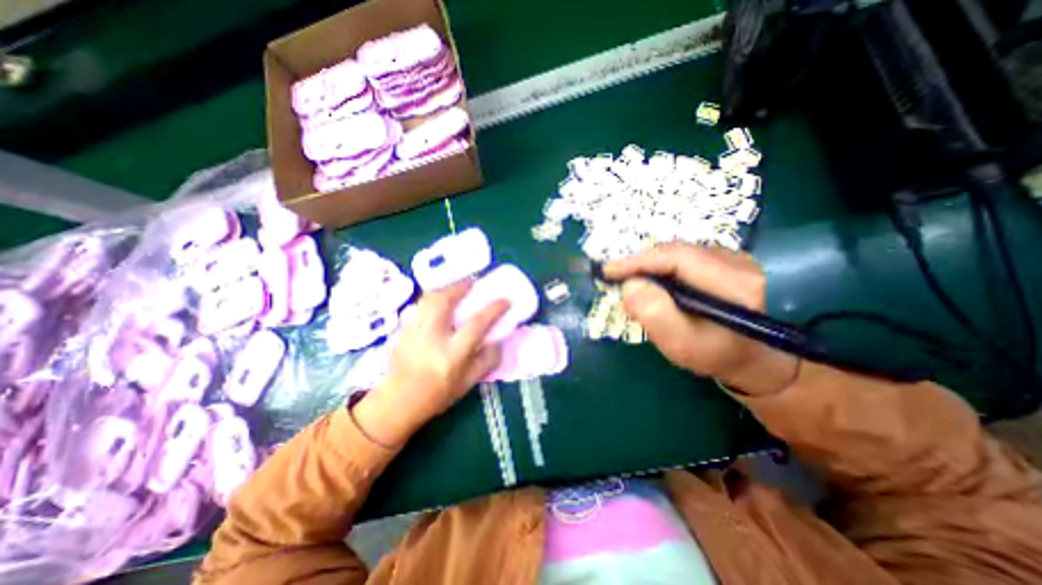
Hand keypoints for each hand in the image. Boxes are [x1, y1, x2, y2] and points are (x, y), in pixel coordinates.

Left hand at [352, 282, 510, 444]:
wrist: (398, 402)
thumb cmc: (437, 395)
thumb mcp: (468, 383)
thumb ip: (486, 361)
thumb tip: (498, 342)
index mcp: (453, 353)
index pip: (477, 324)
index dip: (494, 309)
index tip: (505, 300)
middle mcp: (432, 337)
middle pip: (444, 301)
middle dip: (460, 287)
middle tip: (472, 282)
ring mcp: (414, 331)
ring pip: (427, 300)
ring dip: (444, 289)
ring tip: (454, 289)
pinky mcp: (403, 330)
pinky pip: (419, 307)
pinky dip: (431, 300)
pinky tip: (437, 304)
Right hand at [603, 242, 800, 396]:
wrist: (748, 357)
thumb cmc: (713, 355)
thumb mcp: (681, 343)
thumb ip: (654, 314)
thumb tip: (629, 284)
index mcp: (734, 282)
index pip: (676, 257)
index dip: (638, 261)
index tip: (608, 271)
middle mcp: (737, 261)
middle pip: (674, 253)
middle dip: (641, 267)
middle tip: (619, 285)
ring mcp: (732, 258)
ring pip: (675, 255)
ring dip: (650, 270)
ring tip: (636, 291)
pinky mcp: (723, 261)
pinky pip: (681, 259)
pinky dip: (661, 272)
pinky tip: (656, 289)